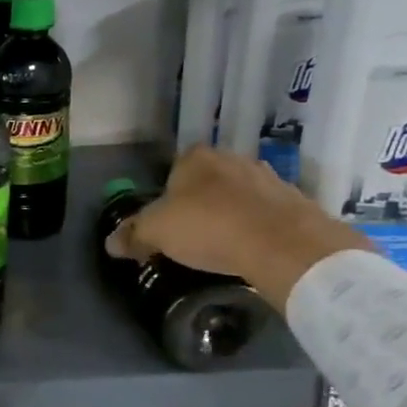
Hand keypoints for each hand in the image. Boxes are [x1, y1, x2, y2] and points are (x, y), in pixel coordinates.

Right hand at [104, 146, 372, 308]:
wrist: (283, 244)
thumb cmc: (209, 227)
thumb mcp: (156, 233)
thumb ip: (132, 234)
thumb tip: (111, 243)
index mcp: (196, 157)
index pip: (173, 170)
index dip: (167, 197)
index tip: (167, 223)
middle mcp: (233, 158)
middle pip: (207, 181)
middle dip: (200, 203)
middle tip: (192, 235)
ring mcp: (268, 177)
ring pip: (238, 196)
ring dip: (230, 214)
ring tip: (223, 245)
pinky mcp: (295, 201)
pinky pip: (266, 213)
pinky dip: (257, 227)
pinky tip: (251, 249)